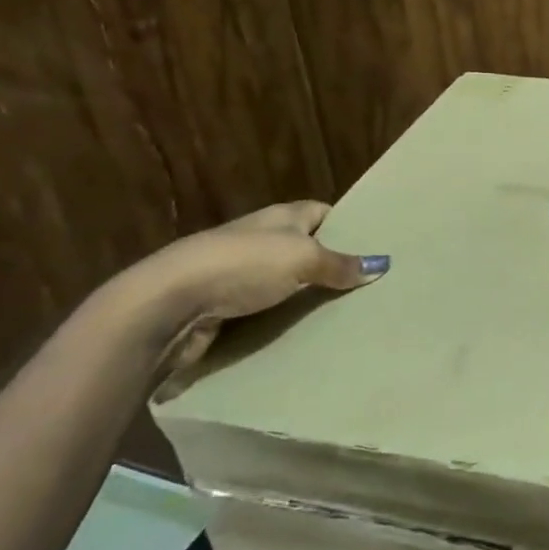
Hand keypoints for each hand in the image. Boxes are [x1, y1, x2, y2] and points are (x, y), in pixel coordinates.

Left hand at [106, 200, 386, 369]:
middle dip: (330, 266)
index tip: (373, 245)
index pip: (322, 211)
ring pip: (284, 284)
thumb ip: (340, 264)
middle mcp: (260, 240)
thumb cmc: (242, 266)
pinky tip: (302, 337)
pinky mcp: (222, 308)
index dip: (347, 224)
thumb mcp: (302, 258)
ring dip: (305, 299)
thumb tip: (381, 264)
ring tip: (344, 316)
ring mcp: (238, 274)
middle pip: (304, 249)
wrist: (167, 303)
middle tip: (368, 288)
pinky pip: (263, 313)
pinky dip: (280, 324)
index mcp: (281, 217)